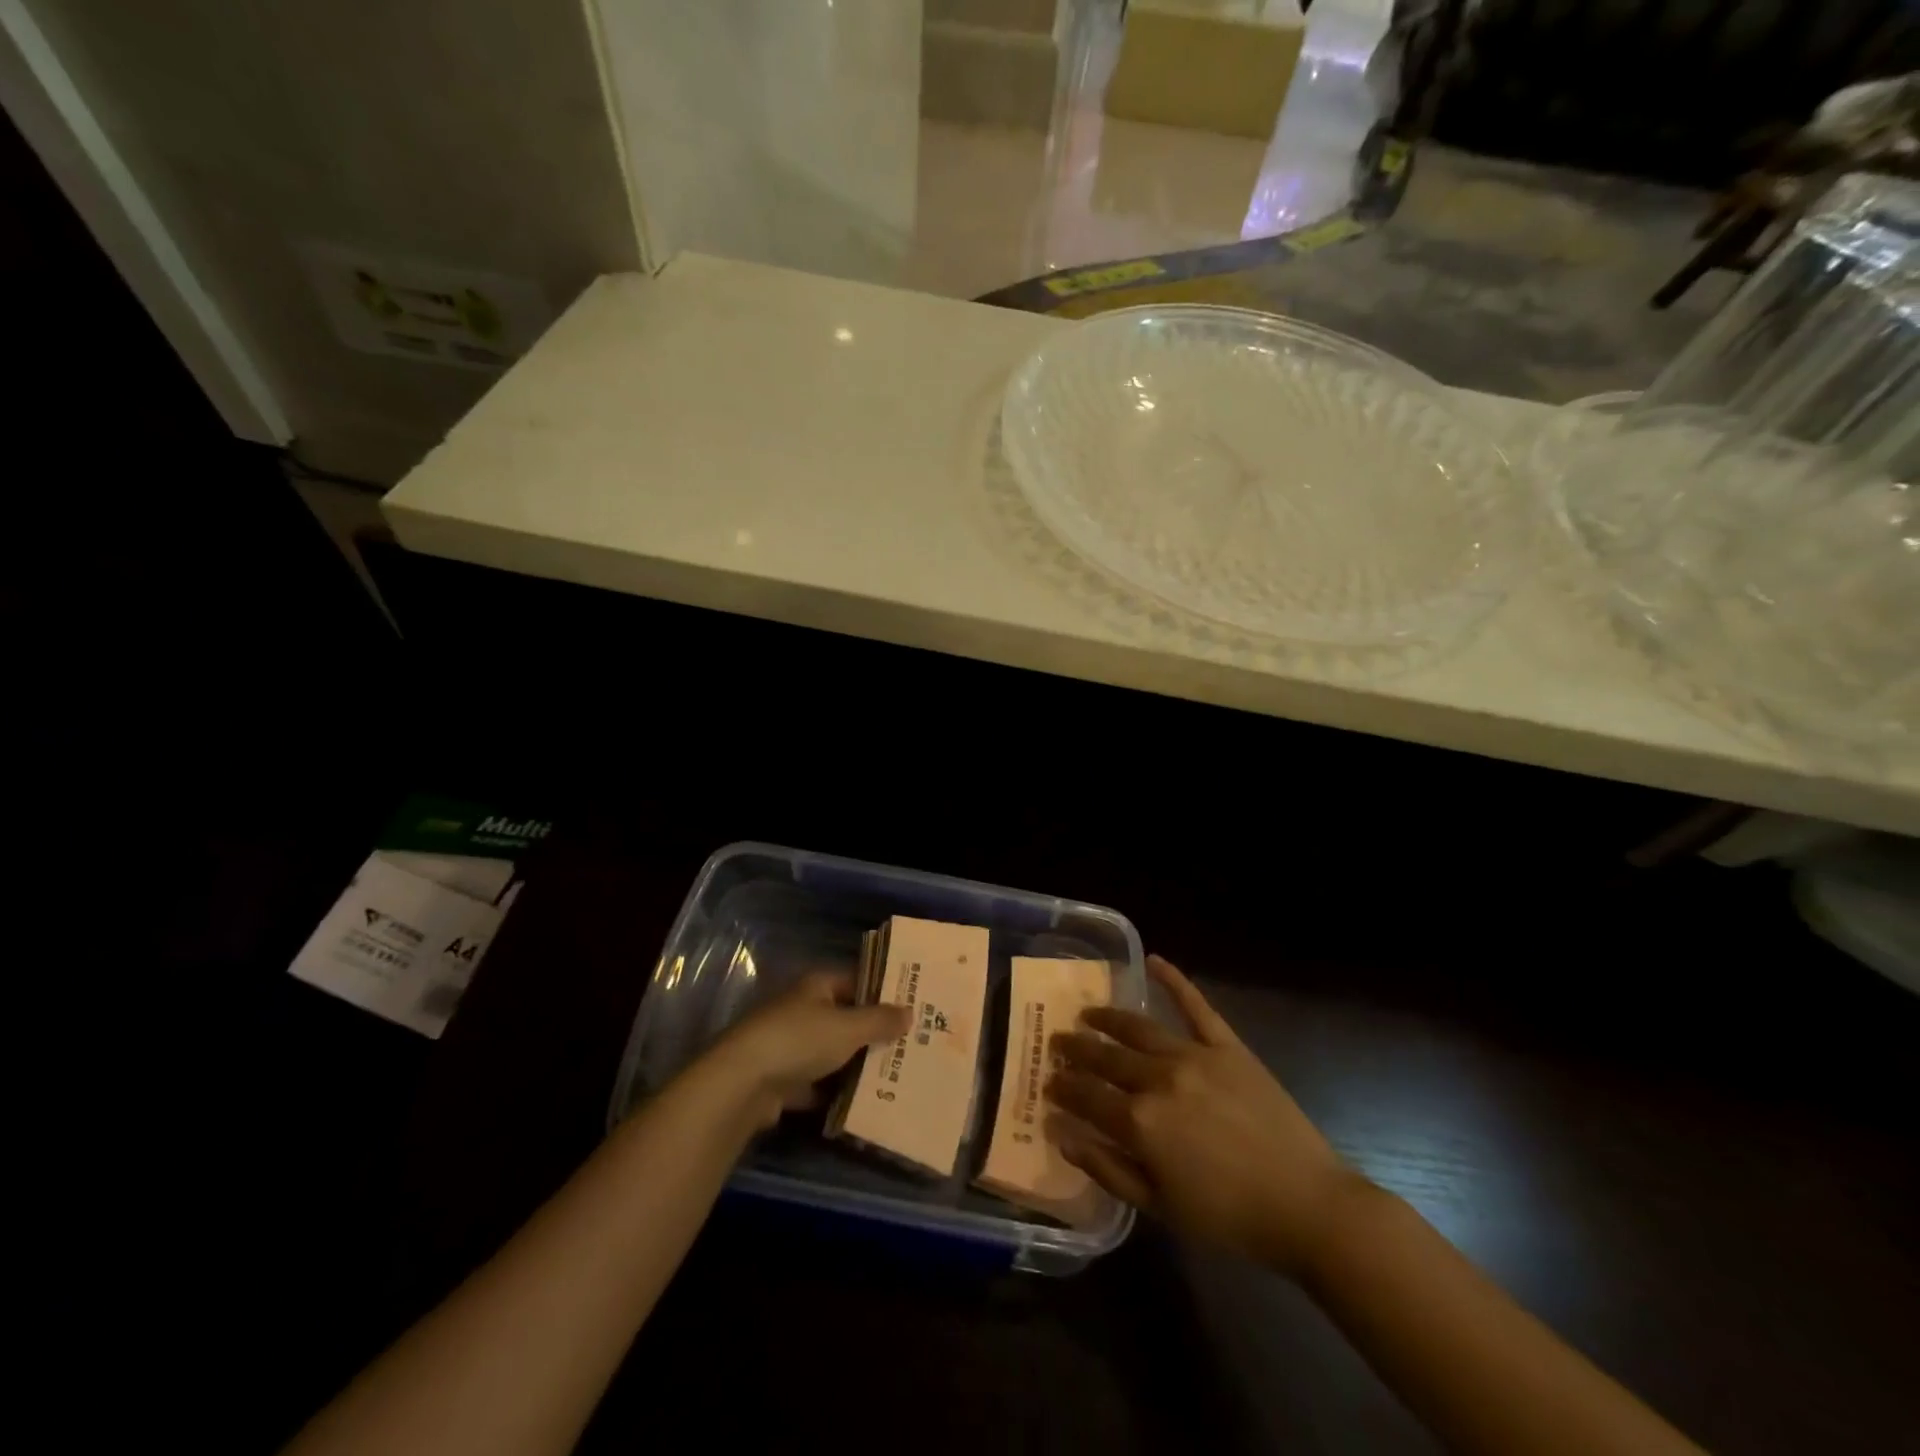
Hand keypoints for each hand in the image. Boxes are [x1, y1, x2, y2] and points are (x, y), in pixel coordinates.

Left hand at [705, 971, 909, 1127]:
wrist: (741, 1085)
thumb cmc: (799, 1041)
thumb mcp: (848, 1028)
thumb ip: (880, 1021)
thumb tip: (909, 1012)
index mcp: (816, 986)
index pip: (856, 981)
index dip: (883, 992)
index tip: (912, 1007)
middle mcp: (802, 1010)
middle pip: (845, 1018)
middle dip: (873, 1033)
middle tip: (911, 1045)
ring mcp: (789, 1046)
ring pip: (832, 1053)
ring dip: (856, 1065)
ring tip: (895, 1075)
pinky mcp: (782, 1080)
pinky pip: (818, 1084)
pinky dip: (835, 1093)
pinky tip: (863, 1103)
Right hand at [1048, 954, 1361, 1274]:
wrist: (1307, 1206)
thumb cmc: (1229, 1218)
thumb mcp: (1159, 1208)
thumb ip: (1107, 1168)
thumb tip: (1061, 1134)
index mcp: (1141, 1121)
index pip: (1086, 1095)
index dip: (1063, 1088)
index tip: (1047, 1082)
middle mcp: (1159, 1078)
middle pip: (1106, 1057)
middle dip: (1076, 1050)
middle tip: (1057, 1043)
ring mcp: (1194, 1055)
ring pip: (1139, 1028)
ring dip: (1108, 1018)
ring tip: (1088, 1014)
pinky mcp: (1228, 1046)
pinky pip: (1196, 1006)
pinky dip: (1174, 981)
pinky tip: (1154, 960)